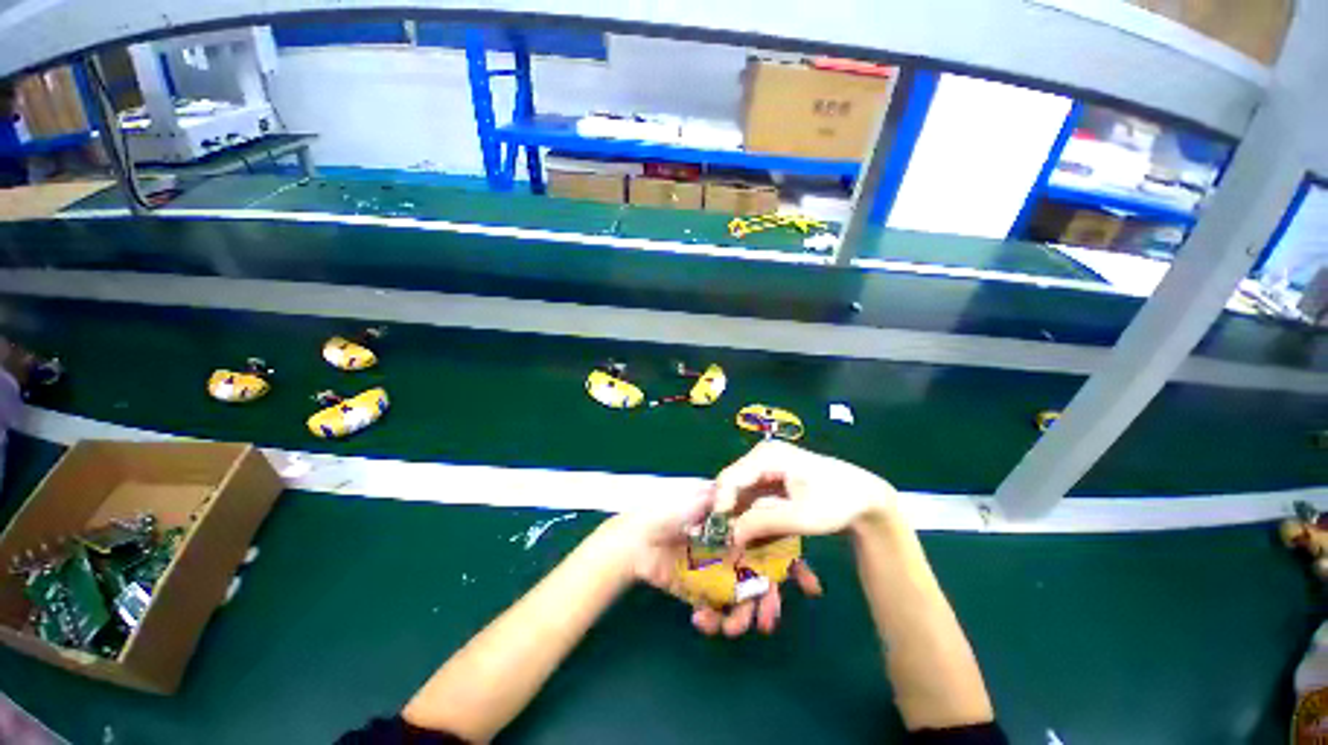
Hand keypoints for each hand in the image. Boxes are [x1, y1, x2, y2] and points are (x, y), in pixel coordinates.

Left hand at [595, 489, 822, 636]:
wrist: (633, 542)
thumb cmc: (663, 514)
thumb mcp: (689, 503)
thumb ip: (712, 503)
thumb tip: (739, 498)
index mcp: (733, 526)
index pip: (768, 542)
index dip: (791, 564)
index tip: (810, 587)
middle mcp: (731, 549)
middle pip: (760, 576)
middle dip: (769, 601)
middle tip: (768, 621)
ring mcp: (717, 572)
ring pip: (741, 597)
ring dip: (743, 616)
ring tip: (734, 629)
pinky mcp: (701, 590)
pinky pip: (717, 609)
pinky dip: (715, 619)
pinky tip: (704, 622)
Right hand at [714, 441, 897, 548]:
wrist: (865, 496)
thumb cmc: (835, 502)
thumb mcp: (800, 516)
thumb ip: (762, 523)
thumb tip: (730, 535)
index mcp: (766, 455)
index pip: (729, 479)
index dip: (720, 508)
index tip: (719, 538)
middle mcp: (761, 456)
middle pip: (732, 486)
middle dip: (729, 515)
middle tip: (729, 546)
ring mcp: (766, 466)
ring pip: (741, 493)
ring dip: (740, 518)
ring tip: (740, 545)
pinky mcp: (771, 478)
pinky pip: (752, 497)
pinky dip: (751, 516)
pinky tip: (755, 535)